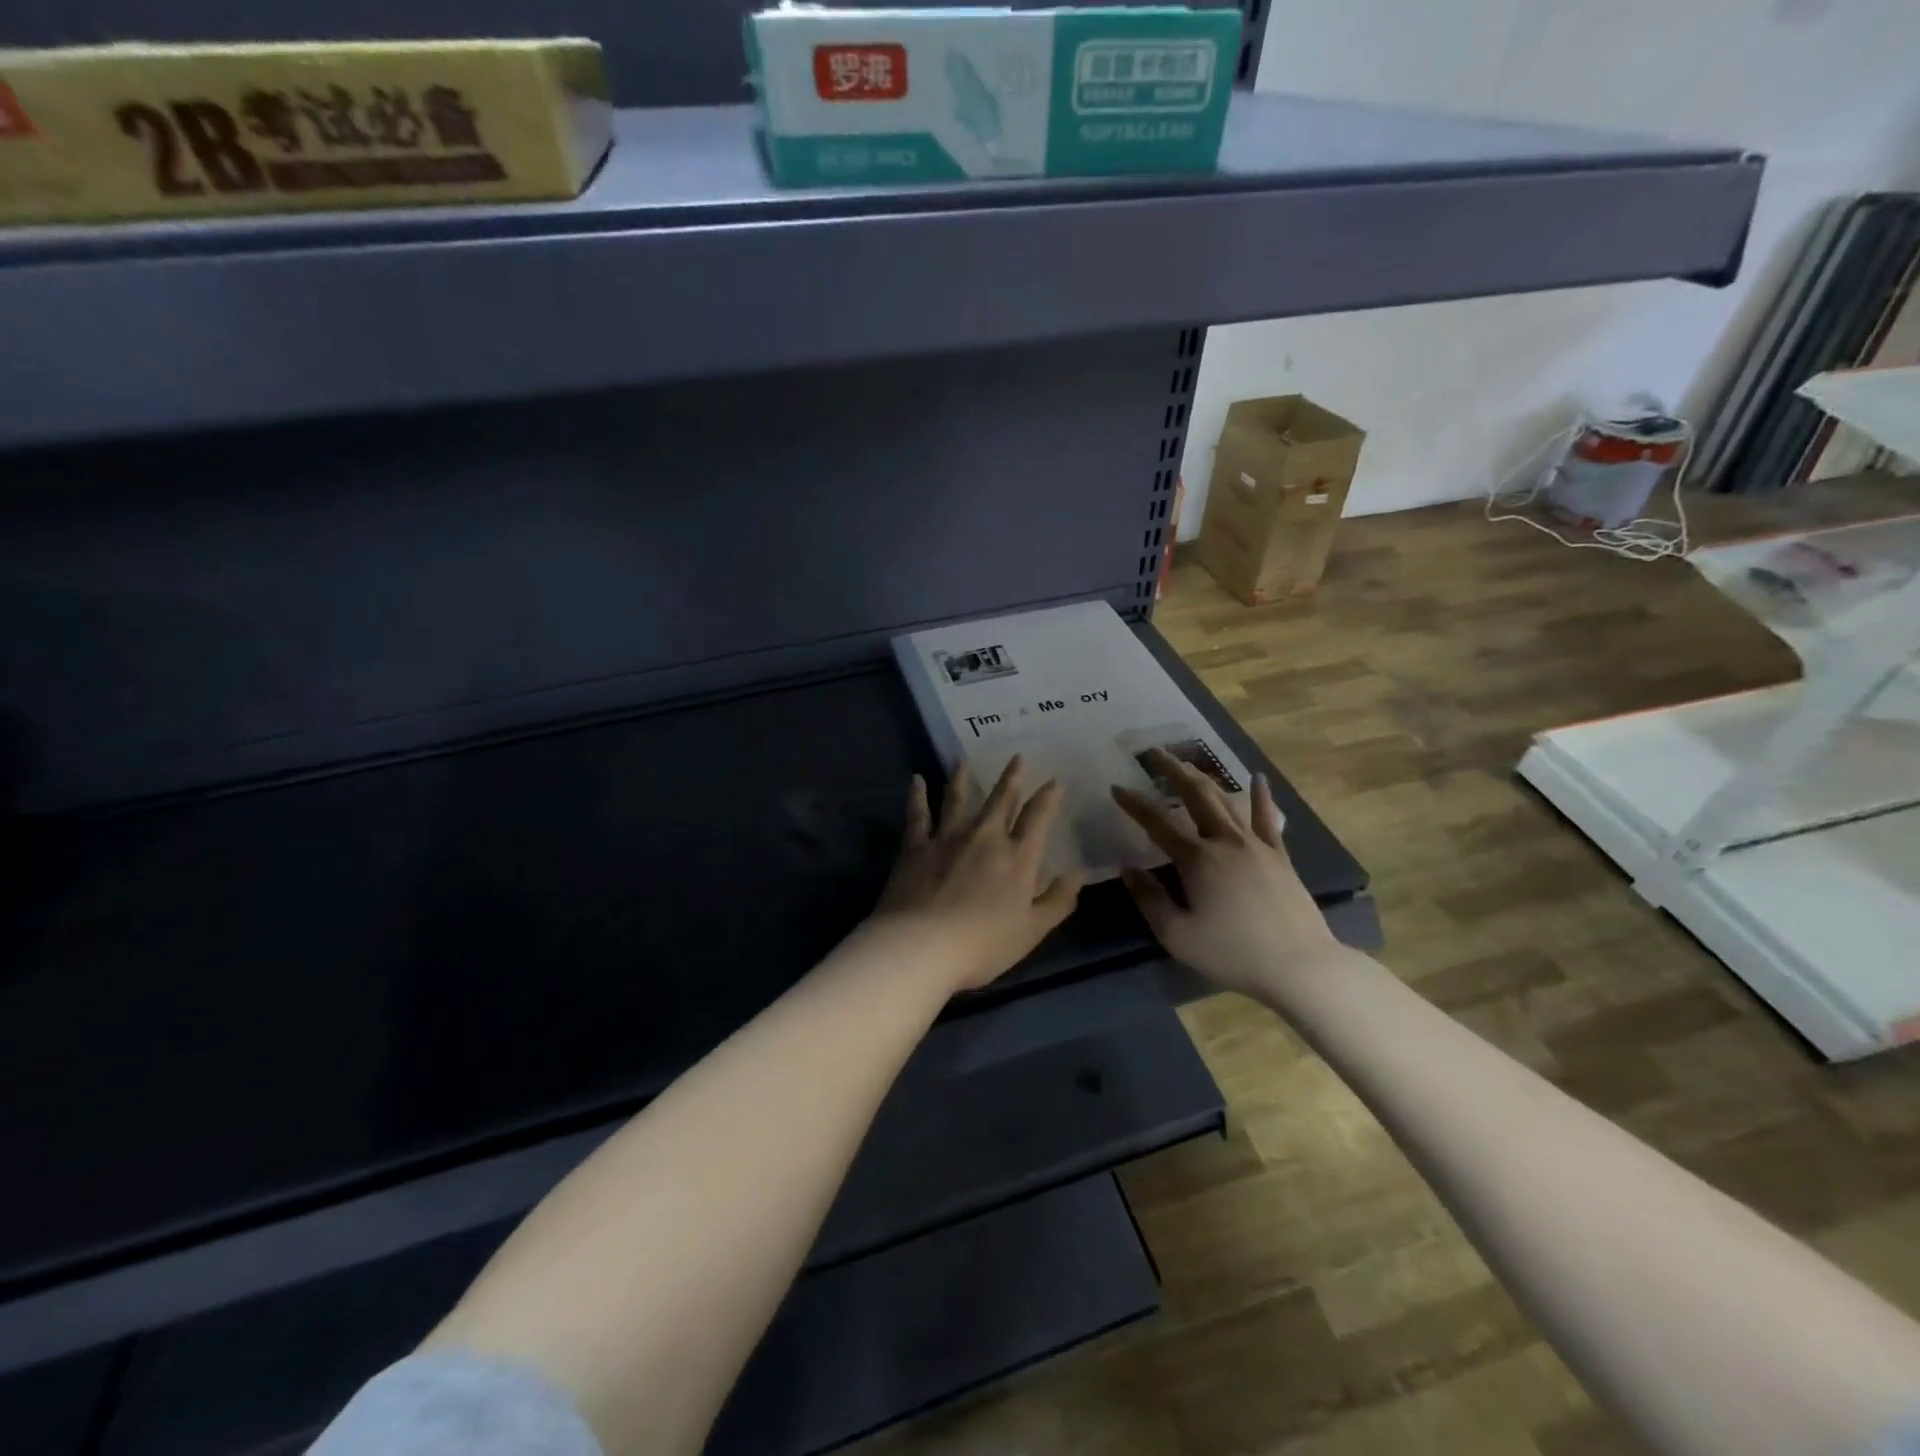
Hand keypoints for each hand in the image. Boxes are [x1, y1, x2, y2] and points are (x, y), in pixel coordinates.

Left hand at [869, 757, 1083, 994]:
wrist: (923, 945)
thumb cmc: (983, 944)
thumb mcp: (1032, 930)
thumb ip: (1058, 901)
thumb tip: (1078, 873)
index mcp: (1017, 858)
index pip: (1037, 819)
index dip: (1048, 798)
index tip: (1055, 781)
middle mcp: (985, 838)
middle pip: (1001, 801)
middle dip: (1012, 778)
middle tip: (1018, 757)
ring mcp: (948, 838)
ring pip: (958, 799)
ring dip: (962, 778)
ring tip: (963, 760)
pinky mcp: (916, 846)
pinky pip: (918, 814)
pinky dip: (917, 795)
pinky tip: (917, 780)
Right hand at [1110, 751, 1343, 999]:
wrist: (1299, 966)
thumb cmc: (1232, 953)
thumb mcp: (1178, 935)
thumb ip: (1149, 899)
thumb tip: (1127, 869)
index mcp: (1196, 859)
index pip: (1157, 822)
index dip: (1134, 803)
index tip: (1117, 787)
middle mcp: (1225, 841)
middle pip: (1196, 795)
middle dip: (1173, 771)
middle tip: (1155, 753)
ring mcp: (1256, 845)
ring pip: (1226, 800)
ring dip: (1205, 778)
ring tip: (1188, 764)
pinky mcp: (1279, 856)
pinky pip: (1267, 818)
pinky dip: (1260, 796)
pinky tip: (1257, 778)